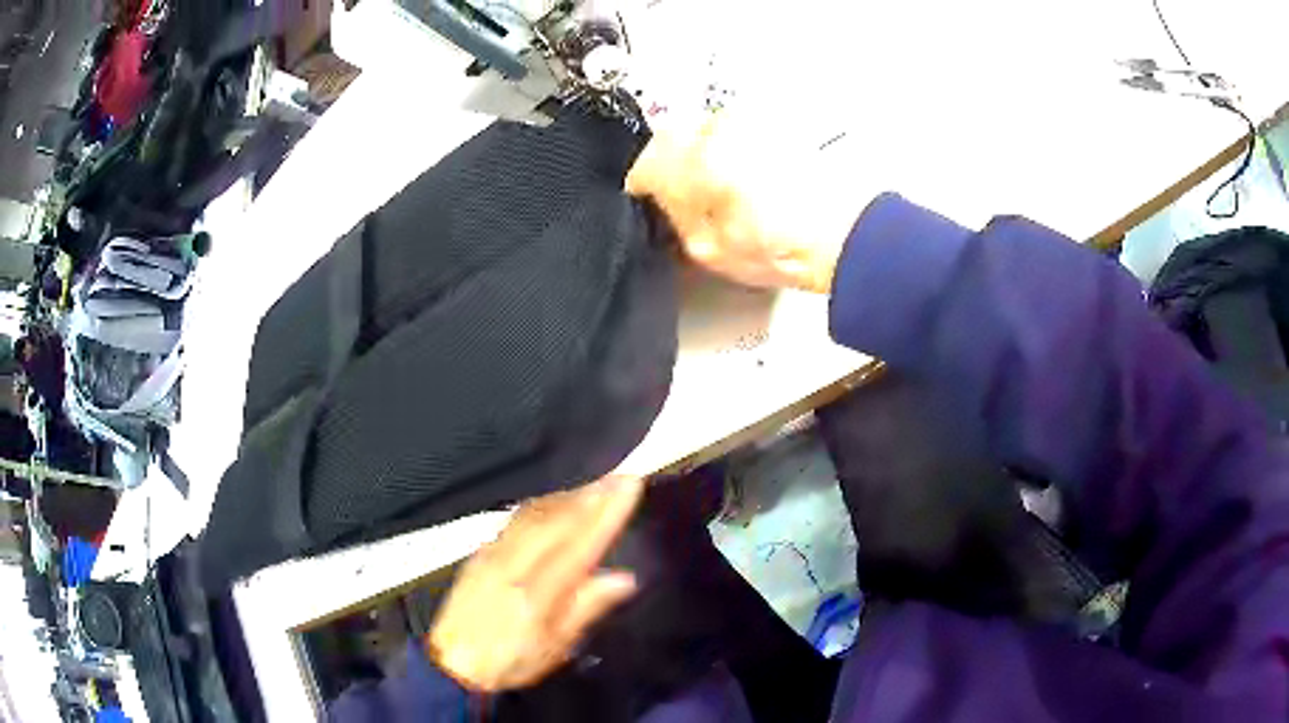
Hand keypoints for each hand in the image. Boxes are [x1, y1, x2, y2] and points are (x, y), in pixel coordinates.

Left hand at [428, 476, 644, 691]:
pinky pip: (515, 519)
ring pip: (534, 514)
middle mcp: (512, 566)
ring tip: (595, 486)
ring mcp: (491, 554)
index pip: (578, 545)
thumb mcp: (554, 649)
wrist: (451, 663)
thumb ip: (586, 609)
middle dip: (591, 496)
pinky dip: (542, 505)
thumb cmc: (509, 662)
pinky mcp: (479, 552)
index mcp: (535, 594)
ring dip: (568, 497)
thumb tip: (625, 578)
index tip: (630, 486)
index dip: (606, 514)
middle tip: (620, 477)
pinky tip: (555, 503)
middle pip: (556, 521)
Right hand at [627, 113, 857, 293]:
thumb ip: (675, 216)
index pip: (644, 164)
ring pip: (701, 132)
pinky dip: (728, 149)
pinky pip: (732, 131)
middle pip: (670, 139)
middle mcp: (718, 130)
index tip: (646, 199)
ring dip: (700, 154)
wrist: (847, 233)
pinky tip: (747, 179)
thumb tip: (661, 199)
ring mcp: (747, 122)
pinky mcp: (771, 123)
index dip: (642, 187)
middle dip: (669, 165)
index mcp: (694, 163)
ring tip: (723, 191)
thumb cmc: (790, 246)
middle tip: (682, 197)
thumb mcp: (710, 250)